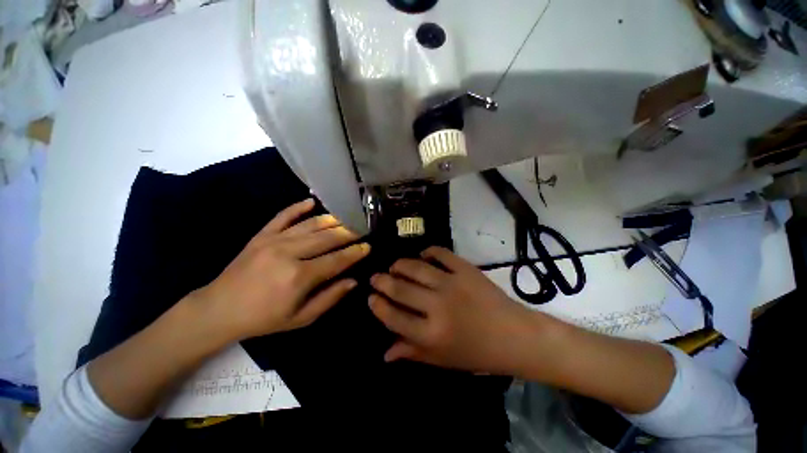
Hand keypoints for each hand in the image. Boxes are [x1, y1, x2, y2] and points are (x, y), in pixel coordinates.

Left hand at [194, 199, 369, 341]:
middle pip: (327, 238)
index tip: (368, 247)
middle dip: (348, 233)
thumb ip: (330, 298)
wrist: (219, 310)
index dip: (355, 253)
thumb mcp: (301, 319)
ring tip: (346, 218)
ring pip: (311, 225)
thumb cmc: (263, 318)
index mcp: (299, 276)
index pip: (337, 260)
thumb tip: (353, 281)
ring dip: (332, 220)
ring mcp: (274, 240)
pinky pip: (283, 215)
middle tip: (362, 229)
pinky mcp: (261, 234)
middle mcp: (289, 253)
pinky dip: (298, 206)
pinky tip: (312, 201)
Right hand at [369, 247, 542, 374]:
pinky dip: (429, 251)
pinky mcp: (465, 269)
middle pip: (400, 288)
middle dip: (382, 281)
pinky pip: (441, 253)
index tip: (371, 298)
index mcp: (431, 334)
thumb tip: (384, 352)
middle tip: (376, 277)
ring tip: (394, 266)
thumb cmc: (477, 353)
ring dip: (400, 264)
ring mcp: (452, 283)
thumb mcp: (442, 360)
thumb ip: (412, 353)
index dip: (378, 306)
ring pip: (416, 268)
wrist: (514, 335)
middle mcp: (438, 306)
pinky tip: (423, 255)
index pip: (393, 317)